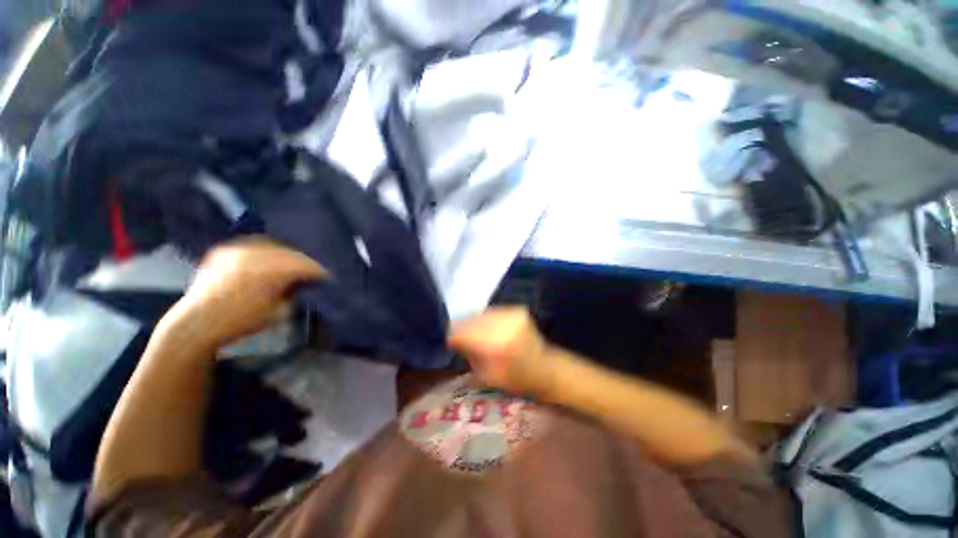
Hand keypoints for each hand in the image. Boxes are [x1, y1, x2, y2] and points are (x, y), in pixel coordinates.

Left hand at [161, 237, 326, 348]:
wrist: (196, 323)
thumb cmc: (240, 321)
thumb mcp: (277, 312)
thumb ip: (294, 293)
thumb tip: (305, 283)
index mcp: (269, 272)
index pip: (303, 265)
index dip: (317, 270)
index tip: (326, 276)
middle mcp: (254, 255)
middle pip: (290, 253)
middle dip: (304, 261)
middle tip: (313, 270)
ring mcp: (237, 250)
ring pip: (273, 245)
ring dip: (287, 253)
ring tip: (295, 262)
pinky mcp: (225, 250)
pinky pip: (253, 242)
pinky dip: (266, 248)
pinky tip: (272, 255)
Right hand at [448, 307, 551, 396]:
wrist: (545, 368)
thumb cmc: (516, 379)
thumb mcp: (487, 376)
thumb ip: (469, 354)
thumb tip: (455, 339)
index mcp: (497, 346)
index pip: (464, 333)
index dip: (454, 336)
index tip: (450, 341)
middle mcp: (505, 325)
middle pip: (472, 320)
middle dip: (463, 328)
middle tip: (459, 337)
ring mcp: (513, 314)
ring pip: (481, 314)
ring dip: (474, 322)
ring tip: (474, 333)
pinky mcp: (517, 309)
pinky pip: (492, 312)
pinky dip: (487, 319)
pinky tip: (489, 328)